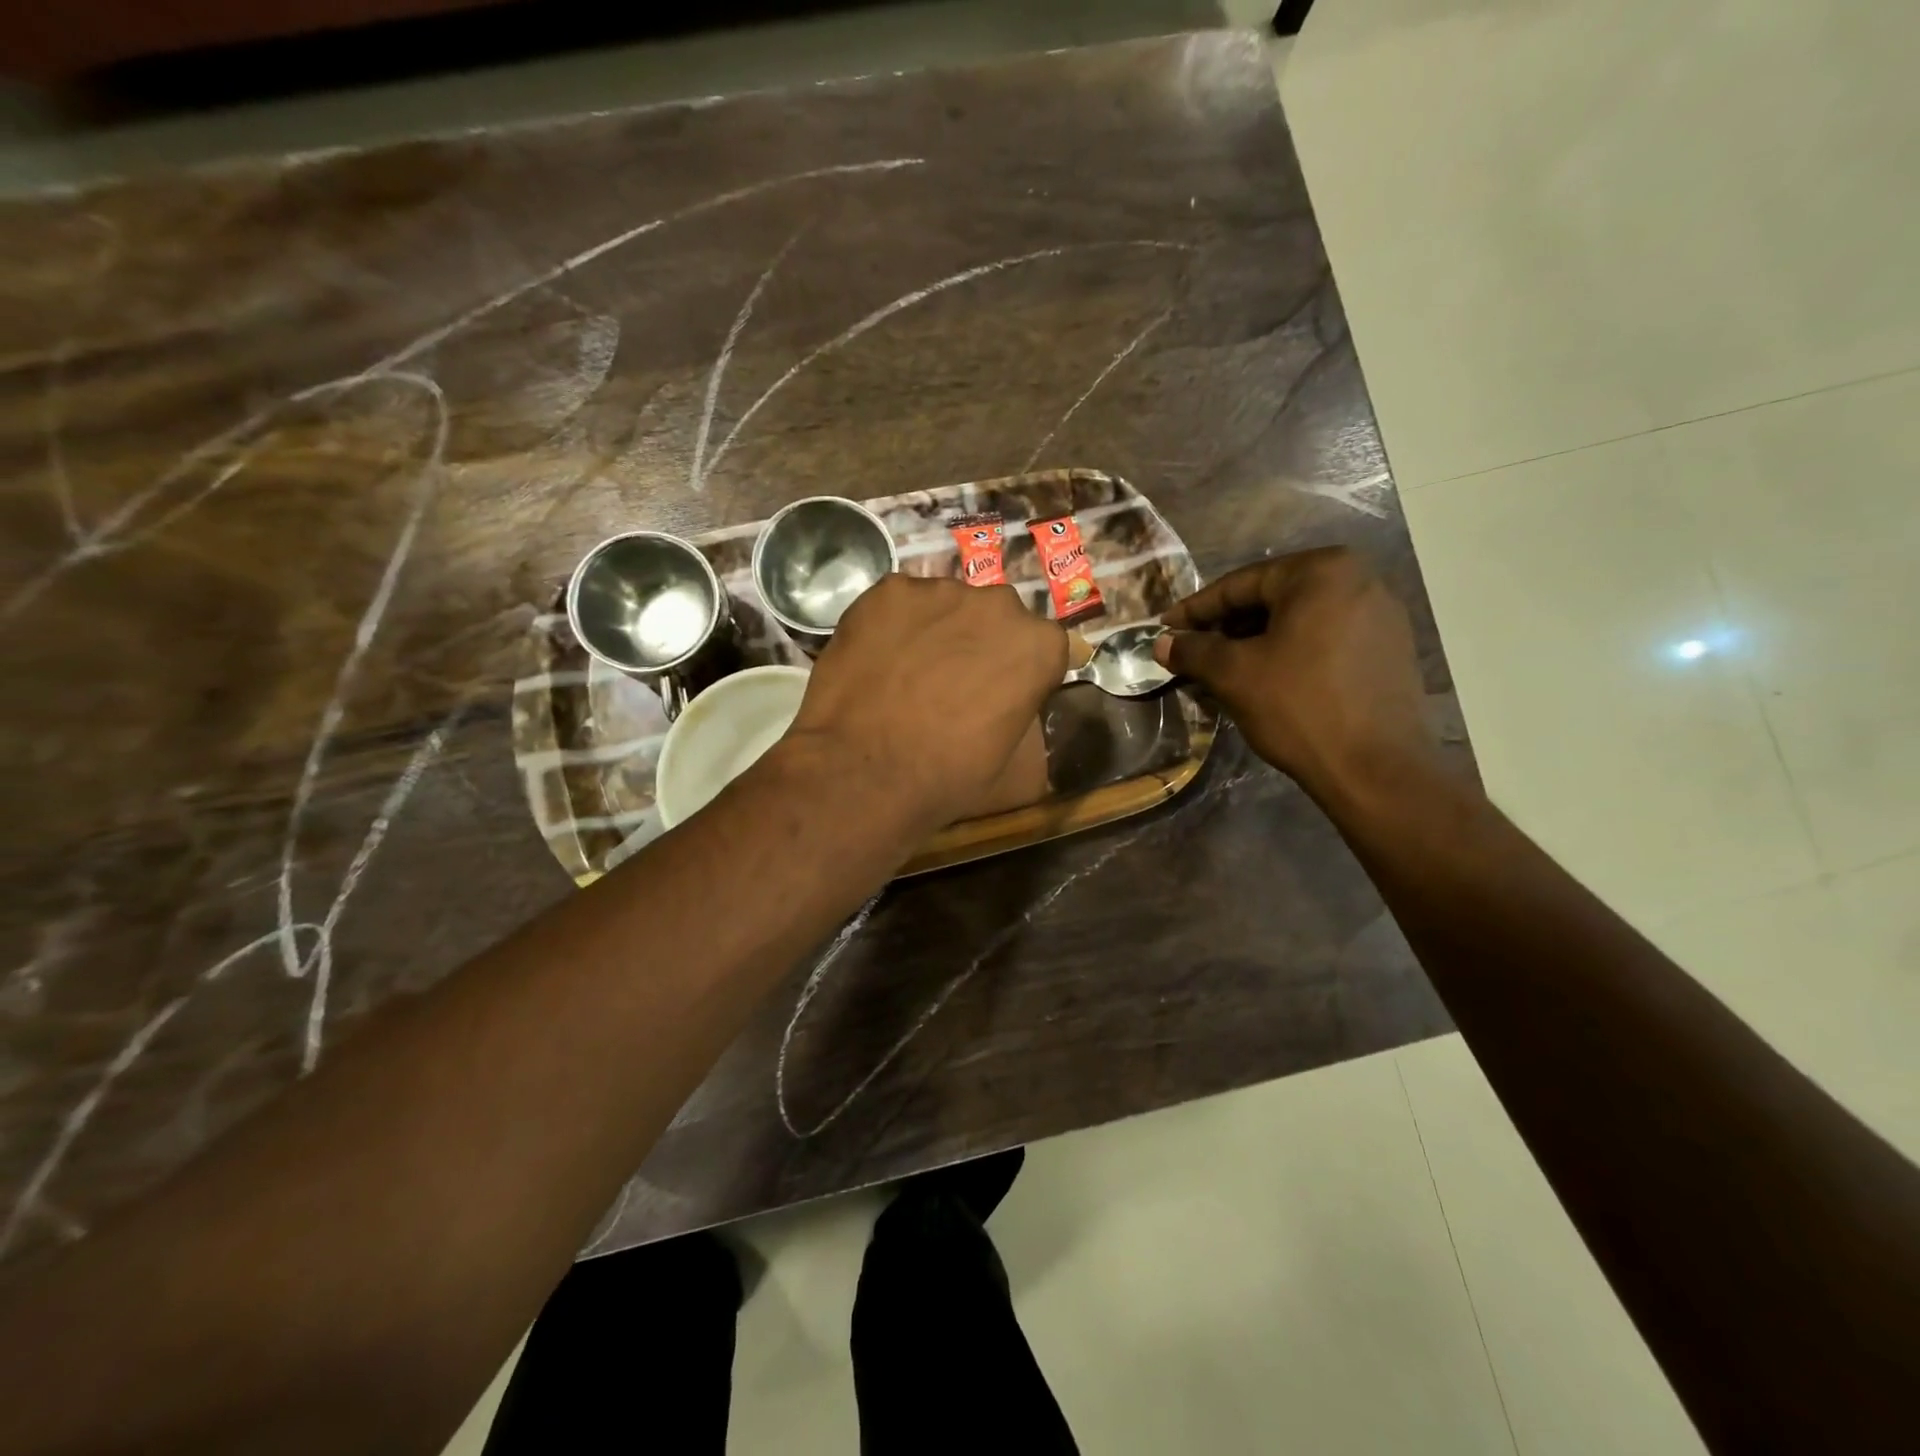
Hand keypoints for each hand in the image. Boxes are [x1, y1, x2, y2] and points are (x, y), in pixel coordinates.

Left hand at [787, 574, 1066, 834]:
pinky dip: (894, 626)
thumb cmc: (949, 779)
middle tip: (952, 686)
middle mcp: (998, 604)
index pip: (1043, 648)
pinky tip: (878, 663)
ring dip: (937, 632)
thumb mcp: (1021, 774)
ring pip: (946, 607)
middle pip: (996, 619)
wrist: (862, 772)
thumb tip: (1023, 714)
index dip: (1022, 673)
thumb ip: (1034, 728)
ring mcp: (939, 591)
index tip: (1001, 697)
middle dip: (981, 644)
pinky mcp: (888, 590)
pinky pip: (900, 605)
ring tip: (908, 675)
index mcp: (1039, 645)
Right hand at [1154, 548, 1436, 803]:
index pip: (1241, 584)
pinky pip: (1325, 639)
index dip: (1195, 609)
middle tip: (1191, 651)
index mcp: (1321, 572)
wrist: (1376, 770)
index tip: (1164, 629)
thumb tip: (1163, 644)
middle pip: (1272, 598)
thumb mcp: (1234, 675)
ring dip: (1255, 641)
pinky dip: (1289, 652)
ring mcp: (1381, 615)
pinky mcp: (1390, 649)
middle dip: (1227, 626)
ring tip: (1222, 670)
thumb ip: (1194, 651)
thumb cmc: (1299, 707)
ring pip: (1298, 620)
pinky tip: (1266, 679)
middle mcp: (1358, 580)